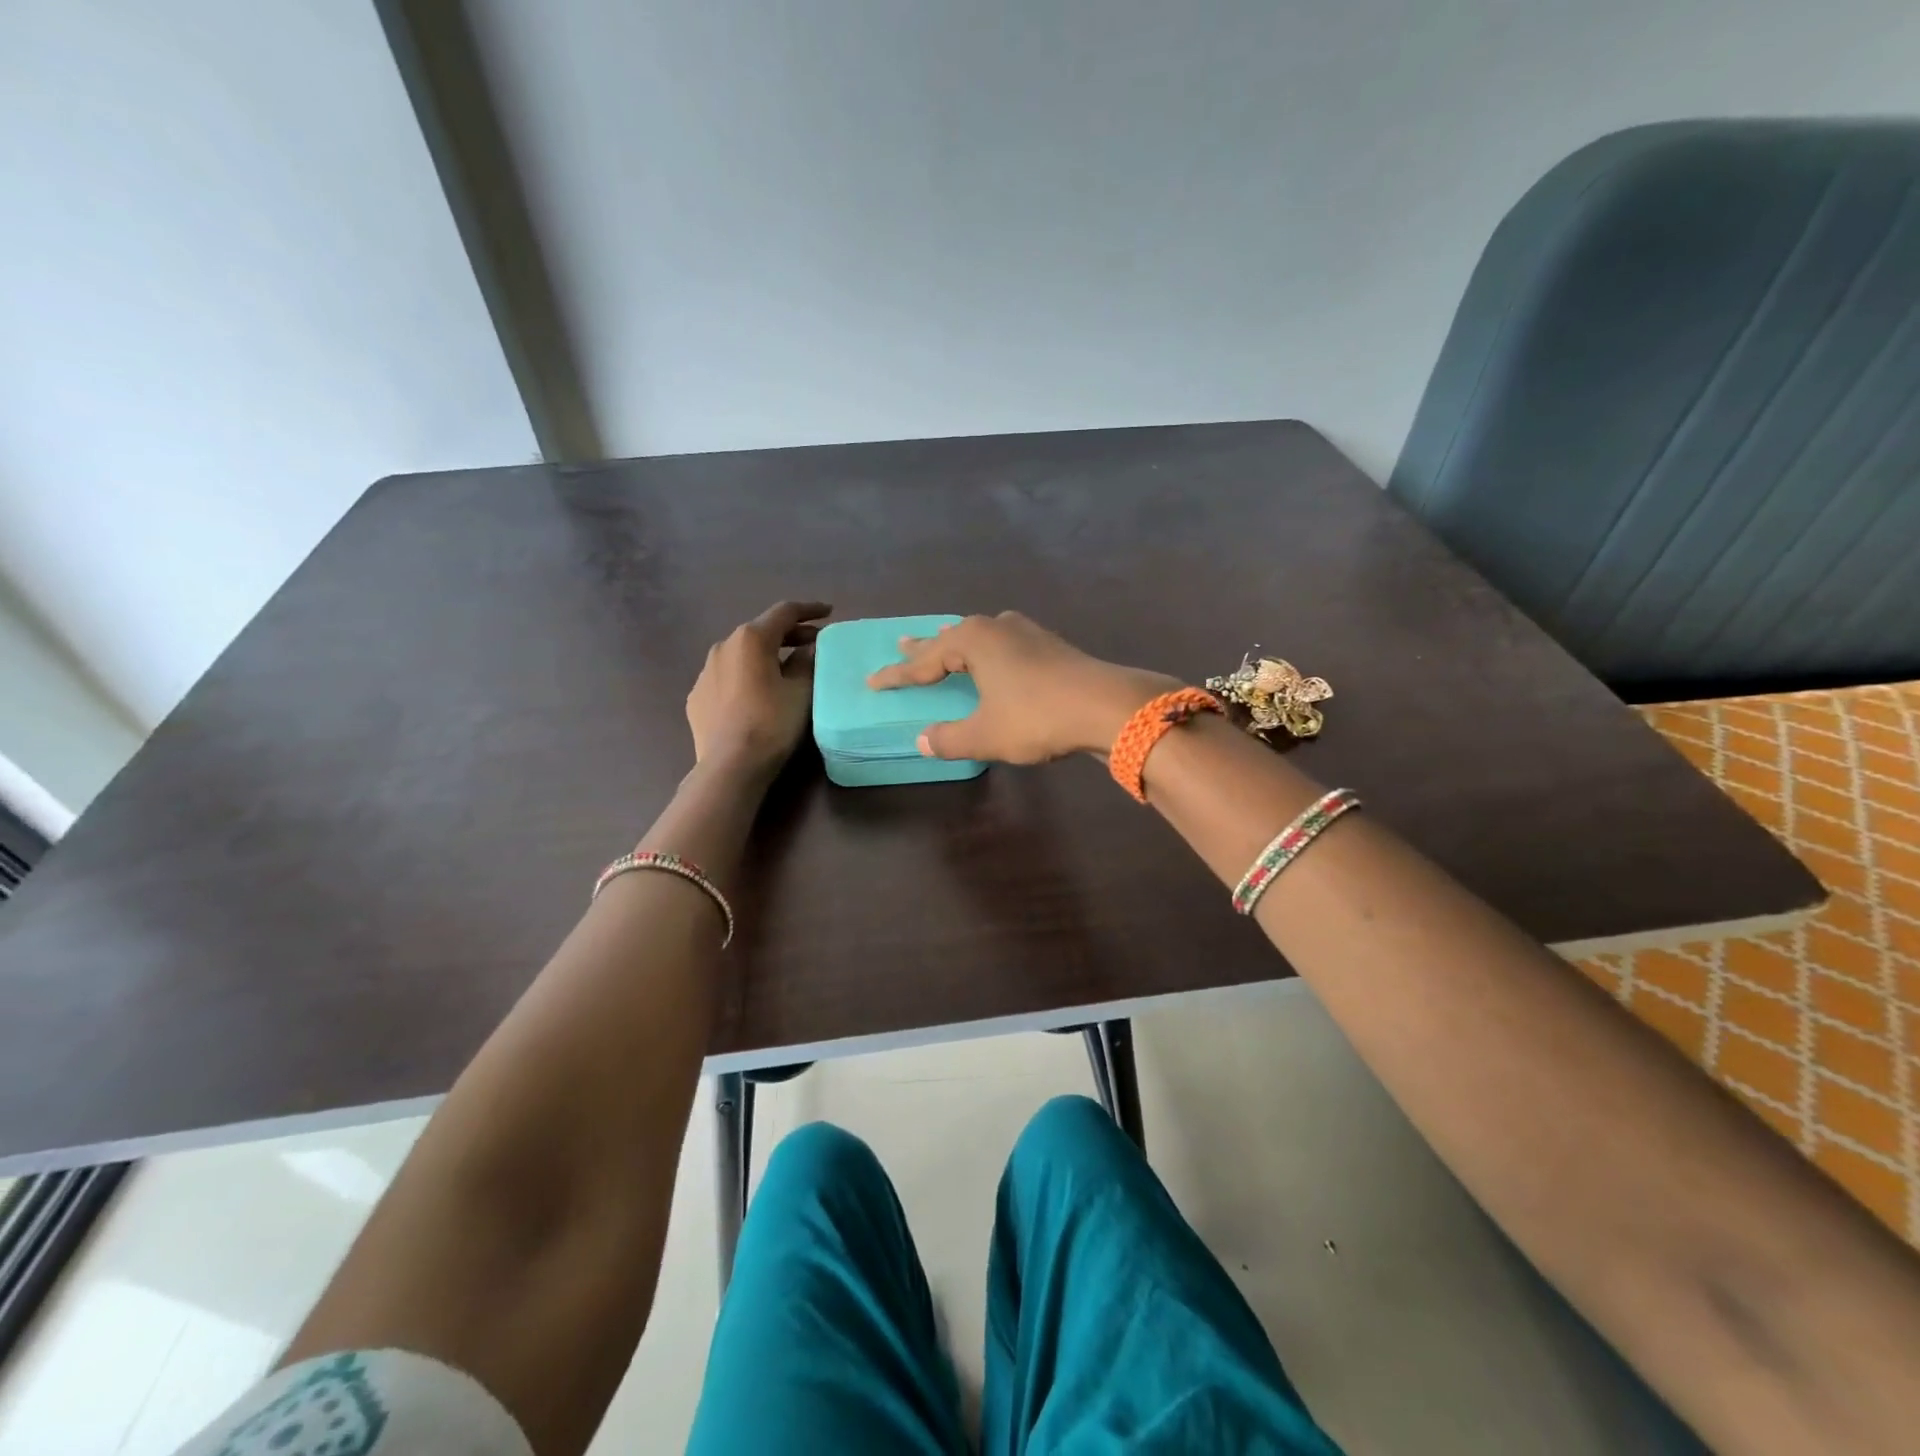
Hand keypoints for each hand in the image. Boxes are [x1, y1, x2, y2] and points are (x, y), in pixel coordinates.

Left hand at [687, 601, 830, 775]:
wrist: (730, 766)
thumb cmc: (772, 723)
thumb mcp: (802, 691)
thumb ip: (807, 663)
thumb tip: (808, 650)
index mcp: (752, 639)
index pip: (784, 612)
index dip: (809, 610)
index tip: (828, 612)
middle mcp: (723, 646)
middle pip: (761, 631)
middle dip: (789, 634)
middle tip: (813, 643)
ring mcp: (705, 672)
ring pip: (741, 654)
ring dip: (766, 655)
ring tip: (785, 668)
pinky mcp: (697, 696)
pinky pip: (727, 677)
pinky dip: (746, 676)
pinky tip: (757, 693)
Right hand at [867, 612, 1175, 763]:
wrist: (1106, 706)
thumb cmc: (1036, 716)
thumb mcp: (986, 735)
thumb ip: (950, 739)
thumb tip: (923, 741)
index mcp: (973, 640)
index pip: (923, 661)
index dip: (897, 675)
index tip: (873, 682)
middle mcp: (996, 627)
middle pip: (950, 638)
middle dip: (925, 648)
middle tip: (900, 644)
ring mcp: (1026, 632)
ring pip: (980, 636)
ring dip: (958, 643)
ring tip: (942, 642)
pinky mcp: (1049, 645)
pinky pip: (1003, 644)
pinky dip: (987, 651)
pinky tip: (995, 655)